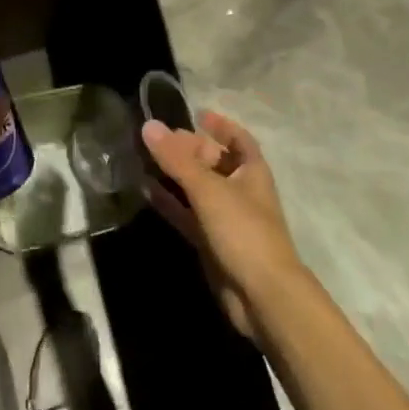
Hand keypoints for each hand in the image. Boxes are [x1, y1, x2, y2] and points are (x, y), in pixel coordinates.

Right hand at [141, 110, 305, 345]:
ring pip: (198, 189)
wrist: (262, 296)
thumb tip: (148, 126)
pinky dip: (169, 202)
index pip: (238, 139)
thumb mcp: (209, 190)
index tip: (197, 114)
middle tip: (159, 137)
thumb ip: (177, 159)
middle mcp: (241, 191)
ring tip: (145, 158)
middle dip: (190, 148)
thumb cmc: (244, 231)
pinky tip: (146, 190)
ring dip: (175, 175)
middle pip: (214, 162)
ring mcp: (226, 219)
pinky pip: (187, 215)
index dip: (221, 125)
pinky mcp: (211, 243)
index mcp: (252, 172)